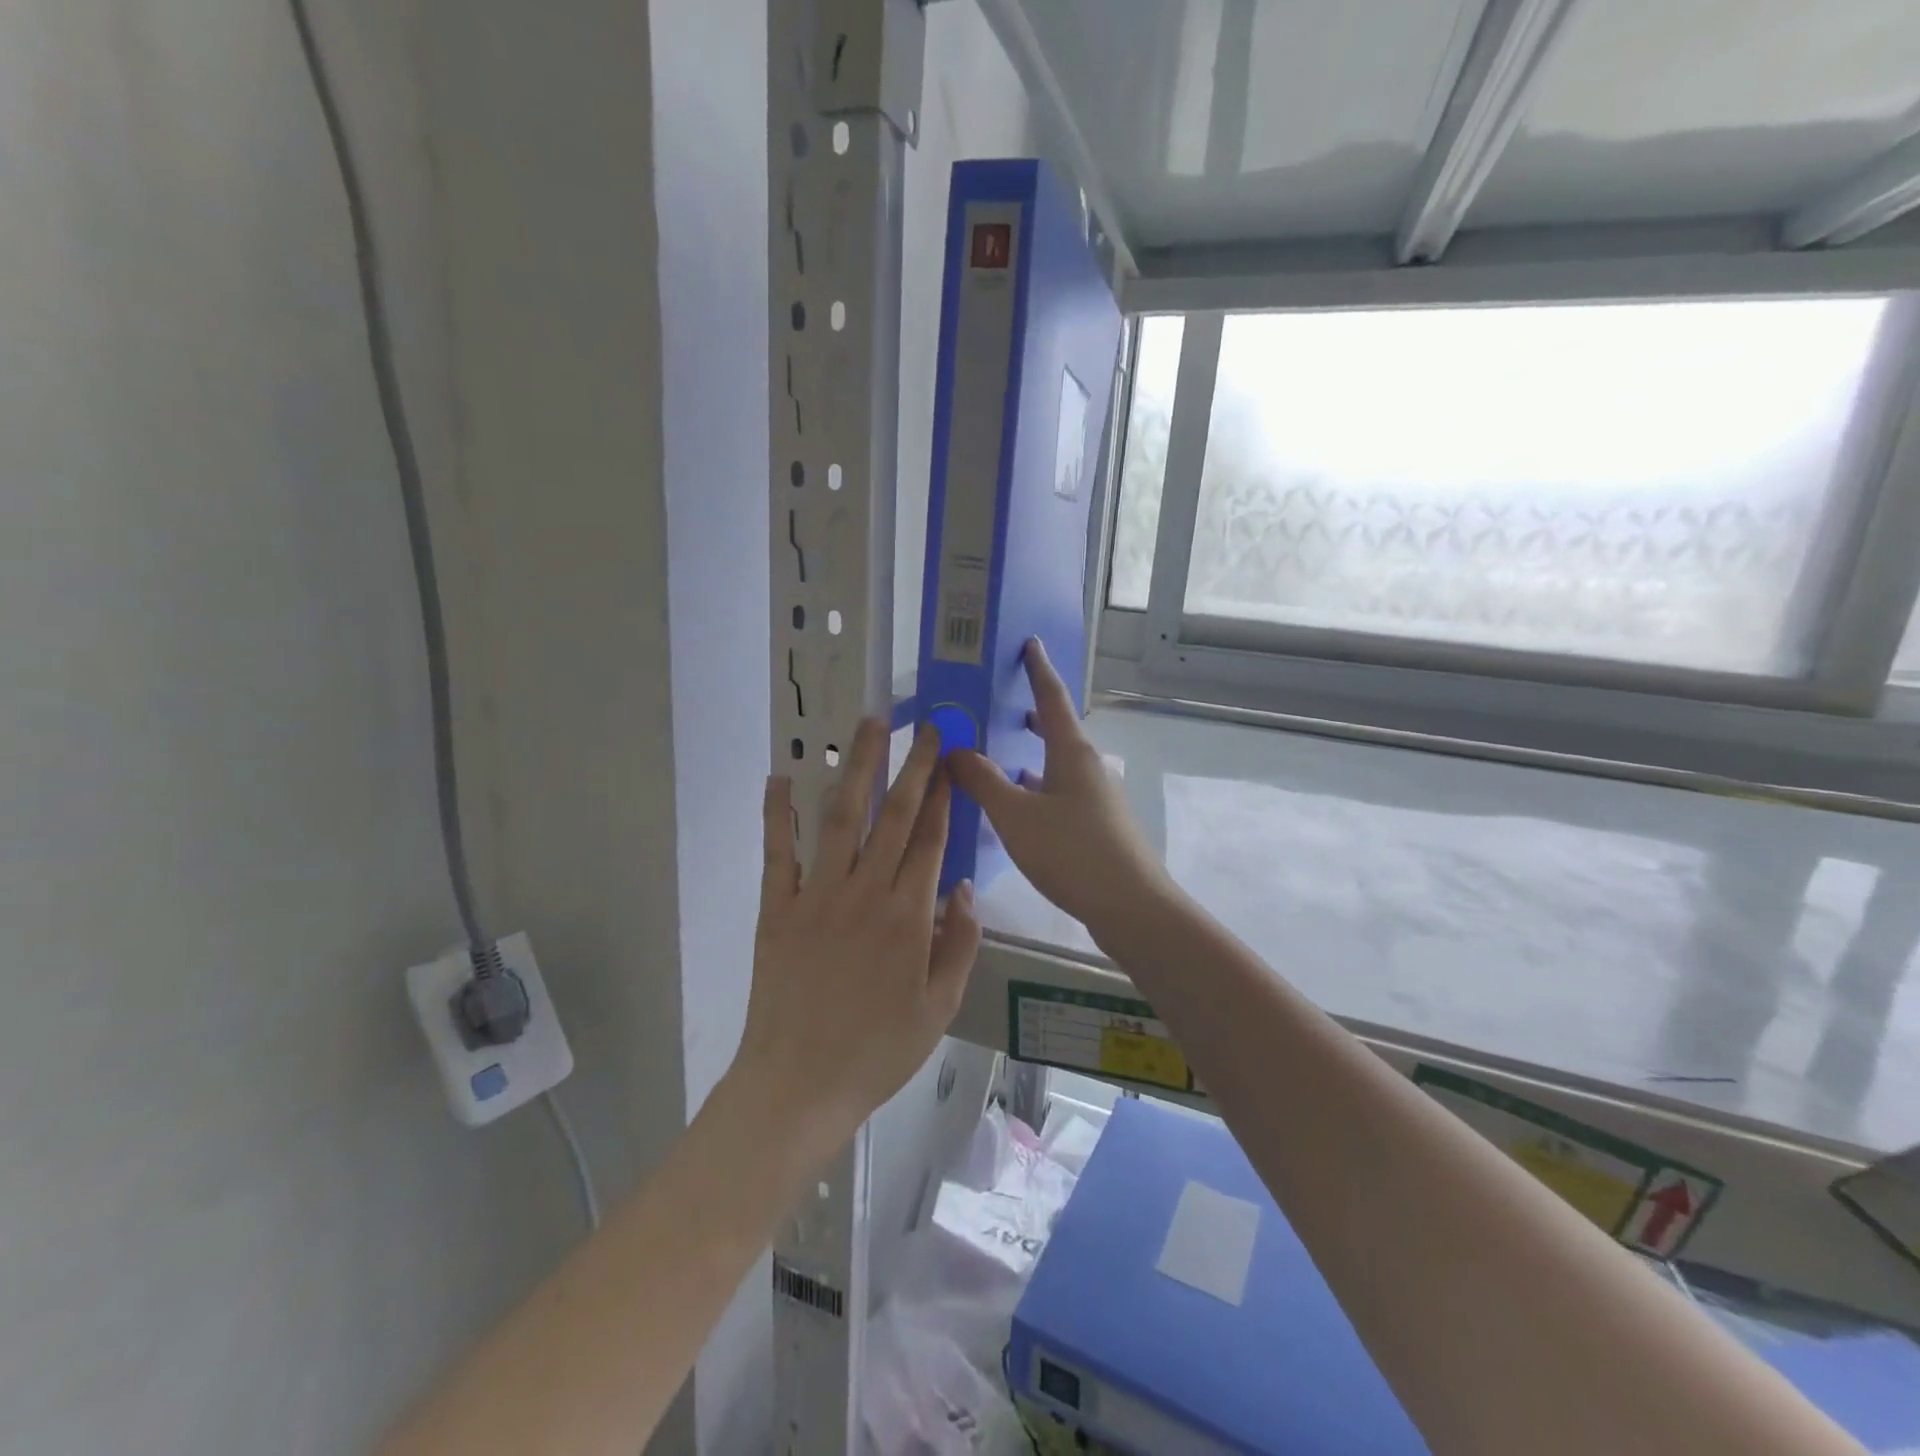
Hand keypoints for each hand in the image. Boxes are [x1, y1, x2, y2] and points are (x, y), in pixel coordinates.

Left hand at [732, 719, 981, 1166]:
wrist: (798, 1085)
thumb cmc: (877, 1052)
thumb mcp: (939, 1008)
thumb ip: (959, 944)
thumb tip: (962, 887)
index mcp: (908, 916)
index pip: (929, 839)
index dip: (942, 795)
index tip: (950, 761)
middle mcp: (865, 892)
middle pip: (893, 816)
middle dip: (912, 766)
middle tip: (925, 727)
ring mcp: (817, 896)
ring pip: (841, 818)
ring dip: (857, 768)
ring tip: (870, 725)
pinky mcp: (777, 908)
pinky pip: (778, 852)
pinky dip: (777, 813)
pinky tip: (781, 776)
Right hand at [949, 639, 1169, 935]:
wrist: (1130, 906)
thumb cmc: (1072, 851)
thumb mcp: (1016, 815)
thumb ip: (983, 781)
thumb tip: (956, 750)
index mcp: (1072, 752)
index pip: (1053, 697)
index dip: (1038, 669)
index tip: (1030, 642)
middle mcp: (1088, 767)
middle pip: (1058, 730)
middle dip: (1032, 715)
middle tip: (1001, 705)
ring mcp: (1097, 798)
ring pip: (1057, 765)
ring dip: (1031, 756)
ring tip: (998, 756)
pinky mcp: (1098, 826)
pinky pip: (1060, 793)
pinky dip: (1037, 788)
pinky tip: (1018, 807)